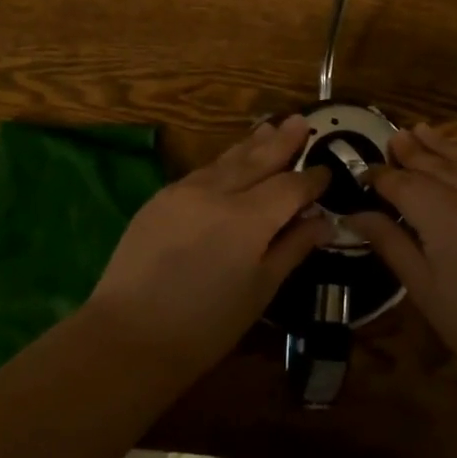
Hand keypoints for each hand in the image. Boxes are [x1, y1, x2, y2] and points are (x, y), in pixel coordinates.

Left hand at [85, 116, 332, 381]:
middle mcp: (218, 193)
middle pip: (258, 160)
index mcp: (248, 219)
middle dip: (282, 142)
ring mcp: (185, 191)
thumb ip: (292, 248)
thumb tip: (323, 221)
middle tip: (301, 121)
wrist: (128, 336)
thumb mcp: (260, 291)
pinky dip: (224, 162)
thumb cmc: (205, 326)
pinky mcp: (161, 198)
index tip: (328, 171)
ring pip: (227, 160)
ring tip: (270, 126)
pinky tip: (231, 160)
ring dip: (252, 144)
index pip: (290, 187)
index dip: (311, 179)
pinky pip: (203, 171)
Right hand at [354, 124, 456, 384]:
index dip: (383, 177)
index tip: (367, 173)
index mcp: (448, 219)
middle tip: (394, 137)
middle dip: (412, 151)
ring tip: (421, 131)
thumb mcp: (424, 288)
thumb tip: (356, 214)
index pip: (405, 185)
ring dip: (443, 148)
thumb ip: (390, 242)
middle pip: (437, 164)